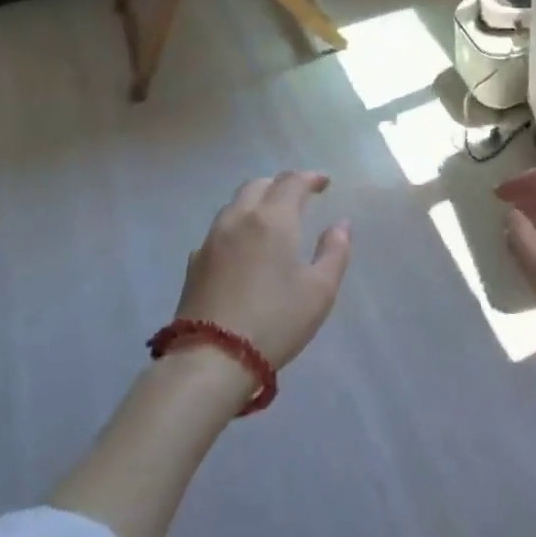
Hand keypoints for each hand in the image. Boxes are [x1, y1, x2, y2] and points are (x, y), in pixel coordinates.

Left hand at [175, 171, 352, 372]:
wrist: (211, 358)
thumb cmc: (275, 321)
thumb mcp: (320, 290)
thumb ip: (335, 251)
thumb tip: (341, 224)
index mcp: (272, 219)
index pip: (291, 182)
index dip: (310, 177)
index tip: (325, 183)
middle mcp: (239, 219)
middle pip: (258, 185)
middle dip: (281, 184)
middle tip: (299, 196)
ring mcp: (211, 240)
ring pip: (235, 204)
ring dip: (257, 201)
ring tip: (272, 218)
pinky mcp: (194, 263)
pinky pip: (219, 229)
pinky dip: (238, 225)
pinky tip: (244, 247)